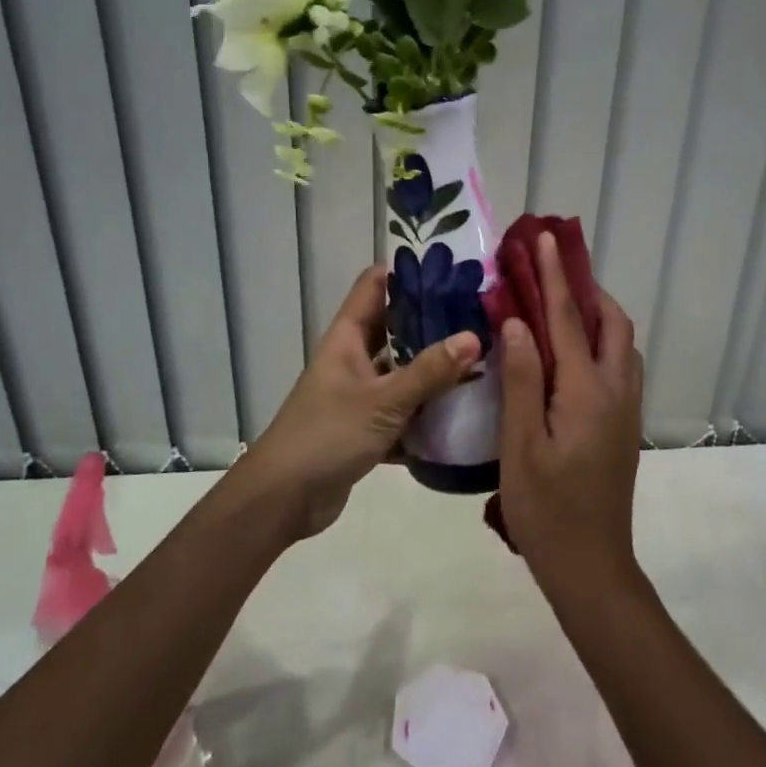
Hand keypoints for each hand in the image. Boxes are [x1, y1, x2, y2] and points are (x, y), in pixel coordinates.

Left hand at [238, 265, 478, 539]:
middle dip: (433, 321)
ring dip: (434, 368)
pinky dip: (427, 410)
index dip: (407, 271)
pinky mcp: (366, 427)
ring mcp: (359, 394)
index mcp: (347, 338)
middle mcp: (353, 358)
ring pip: (402, 371)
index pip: (374, 285)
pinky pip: (403, 410)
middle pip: (395, 327)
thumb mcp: (383, 400)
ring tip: (482, 358)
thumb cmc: (327, 436)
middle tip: (480, 313)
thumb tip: (474, 336)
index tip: (451, 267)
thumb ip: (429, 371)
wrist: (283, 499)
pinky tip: (463, 411)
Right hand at [497, 232, 643, 595]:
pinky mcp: (624, 426)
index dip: (553, 276)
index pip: (569, 319)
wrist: (591, 567)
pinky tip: (570, 355)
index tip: (543, 238)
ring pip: (622, 344)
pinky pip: (620, 366)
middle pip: (613, 323)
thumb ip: (522, 380)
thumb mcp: (520, 445)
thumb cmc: (546, 509)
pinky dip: (600, 342)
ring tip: (560, 306)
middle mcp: (617, 391)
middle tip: (552, 272)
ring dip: (598, 315)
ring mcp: (626, 410)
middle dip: (587, 289)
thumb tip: (518, 323)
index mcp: (587, 392)